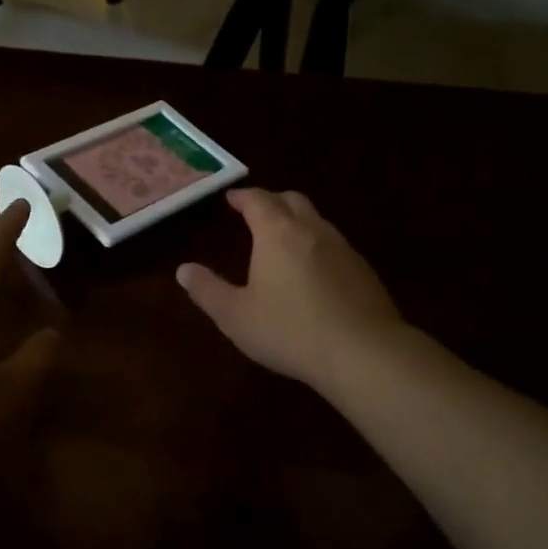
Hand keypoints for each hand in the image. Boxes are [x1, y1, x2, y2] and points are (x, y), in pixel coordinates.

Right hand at [177, 188, 402, 393]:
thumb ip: (207, 290)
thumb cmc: (289, 331)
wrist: (363, 352)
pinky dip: (318, 245)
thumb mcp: (235, 316)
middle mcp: (312, 230)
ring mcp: (343, 248)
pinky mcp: (364, 270)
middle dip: (272, 201)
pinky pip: (335, 245)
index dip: (243, 196)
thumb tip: (183, 269)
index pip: (258, 201)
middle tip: (256, 212)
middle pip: (292, 200)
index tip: (231, 198)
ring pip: (318, 220)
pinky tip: (314, 271)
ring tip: (284, 240)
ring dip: (298, 221)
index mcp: (277, 233)